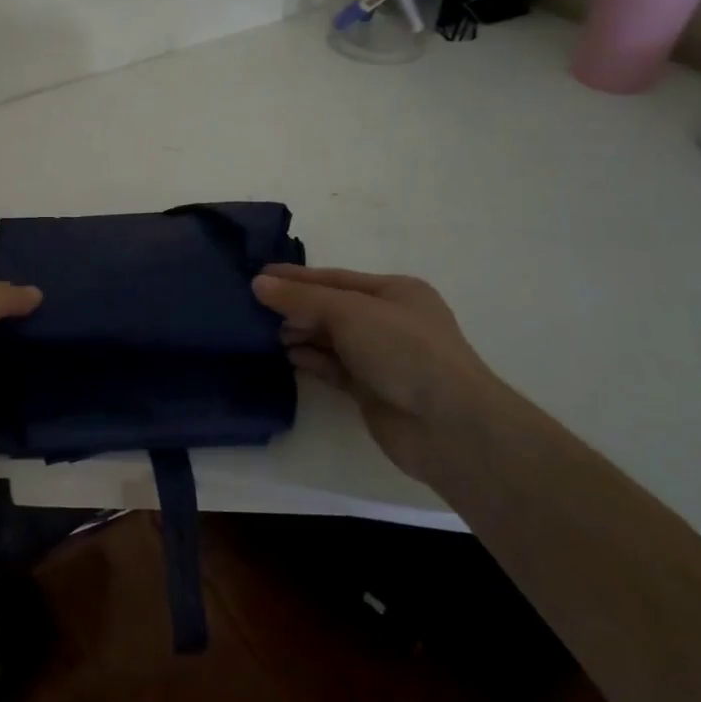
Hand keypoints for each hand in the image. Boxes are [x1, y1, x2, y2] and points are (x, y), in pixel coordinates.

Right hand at [251, 265, 514, 482]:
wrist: (448, 426)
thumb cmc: (404, 351)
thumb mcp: (350, 312)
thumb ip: (302, 298)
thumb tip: (258, 283)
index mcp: (394, 292)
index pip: (335, 278)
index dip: (296, 277)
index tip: (258, 275)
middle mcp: (389, 321)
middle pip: (331, 308)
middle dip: (295, 307)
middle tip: (252, 307)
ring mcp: (381, 357)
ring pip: (330, 339)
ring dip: (299, 333)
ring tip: (263, 332)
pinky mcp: (371, 390)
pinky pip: (333, 368)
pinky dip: (310, 360)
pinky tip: (286, 356)